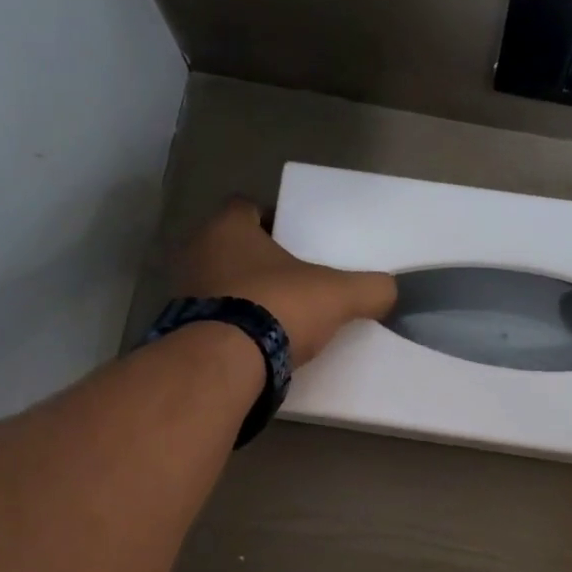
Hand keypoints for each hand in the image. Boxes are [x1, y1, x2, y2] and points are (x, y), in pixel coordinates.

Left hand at [176, 199, 396, 365]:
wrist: (226, 363)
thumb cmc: (278, 307)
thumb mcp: (338, 295)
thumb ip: (369, 289)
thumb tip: (390, 290)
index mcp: (228, 228)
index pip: (246, 207)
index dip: (271, 219)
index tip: (295, 239)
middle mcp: (196, 252)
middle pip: (230, 247)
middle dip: (257, 261)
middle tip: (290, 279)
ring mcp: (182, 293)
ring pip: (218, 284)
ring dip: (241, 295)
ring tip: (275, 315)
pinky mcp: (181, 331)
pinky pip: (210, 321)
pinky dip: (230, 328)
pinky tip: (255, 344)